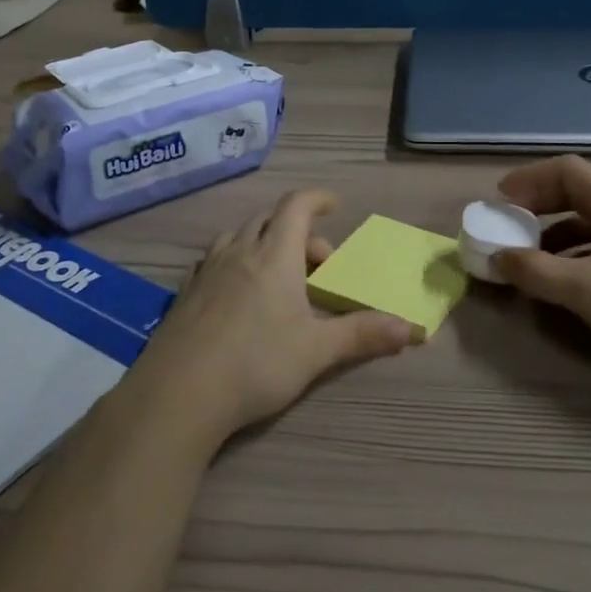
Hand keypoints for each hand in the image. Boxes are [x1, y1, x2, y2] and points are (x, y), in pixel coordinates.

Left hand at [126, 190, 413, 446]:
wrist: (179, 392)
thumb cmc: (256, 363)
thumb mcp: (317, 351)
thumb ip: (362, 335)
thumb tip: (411, 328)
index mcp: (274, 255)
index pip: (296, 206)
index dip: (317, 198)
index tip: (335, 205)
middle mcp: (239, 252)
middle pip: (268, 219)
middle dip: (297, 230)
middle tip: (316, 264)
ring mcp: (207, 270)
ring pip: (237, 236)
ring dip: (262, 242)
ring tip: (277, 273)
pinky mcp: (185, 293)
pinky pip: (214, 260)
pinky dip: (234, 261)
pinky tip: (237, 293)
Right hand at [492, 155, 590, 392]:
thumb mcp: (583, 290)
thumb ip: (535, 270)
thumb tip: (496, 257)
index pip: (567, 170)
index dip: (530, 178)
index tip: (501, 199)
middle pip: (576, 190)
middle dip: (538, 204)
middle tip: (509, 223)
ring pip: (588, 218)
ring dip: (552, 230)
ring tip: (528, 254)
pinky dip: (573, 250)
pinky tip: (562, 277)